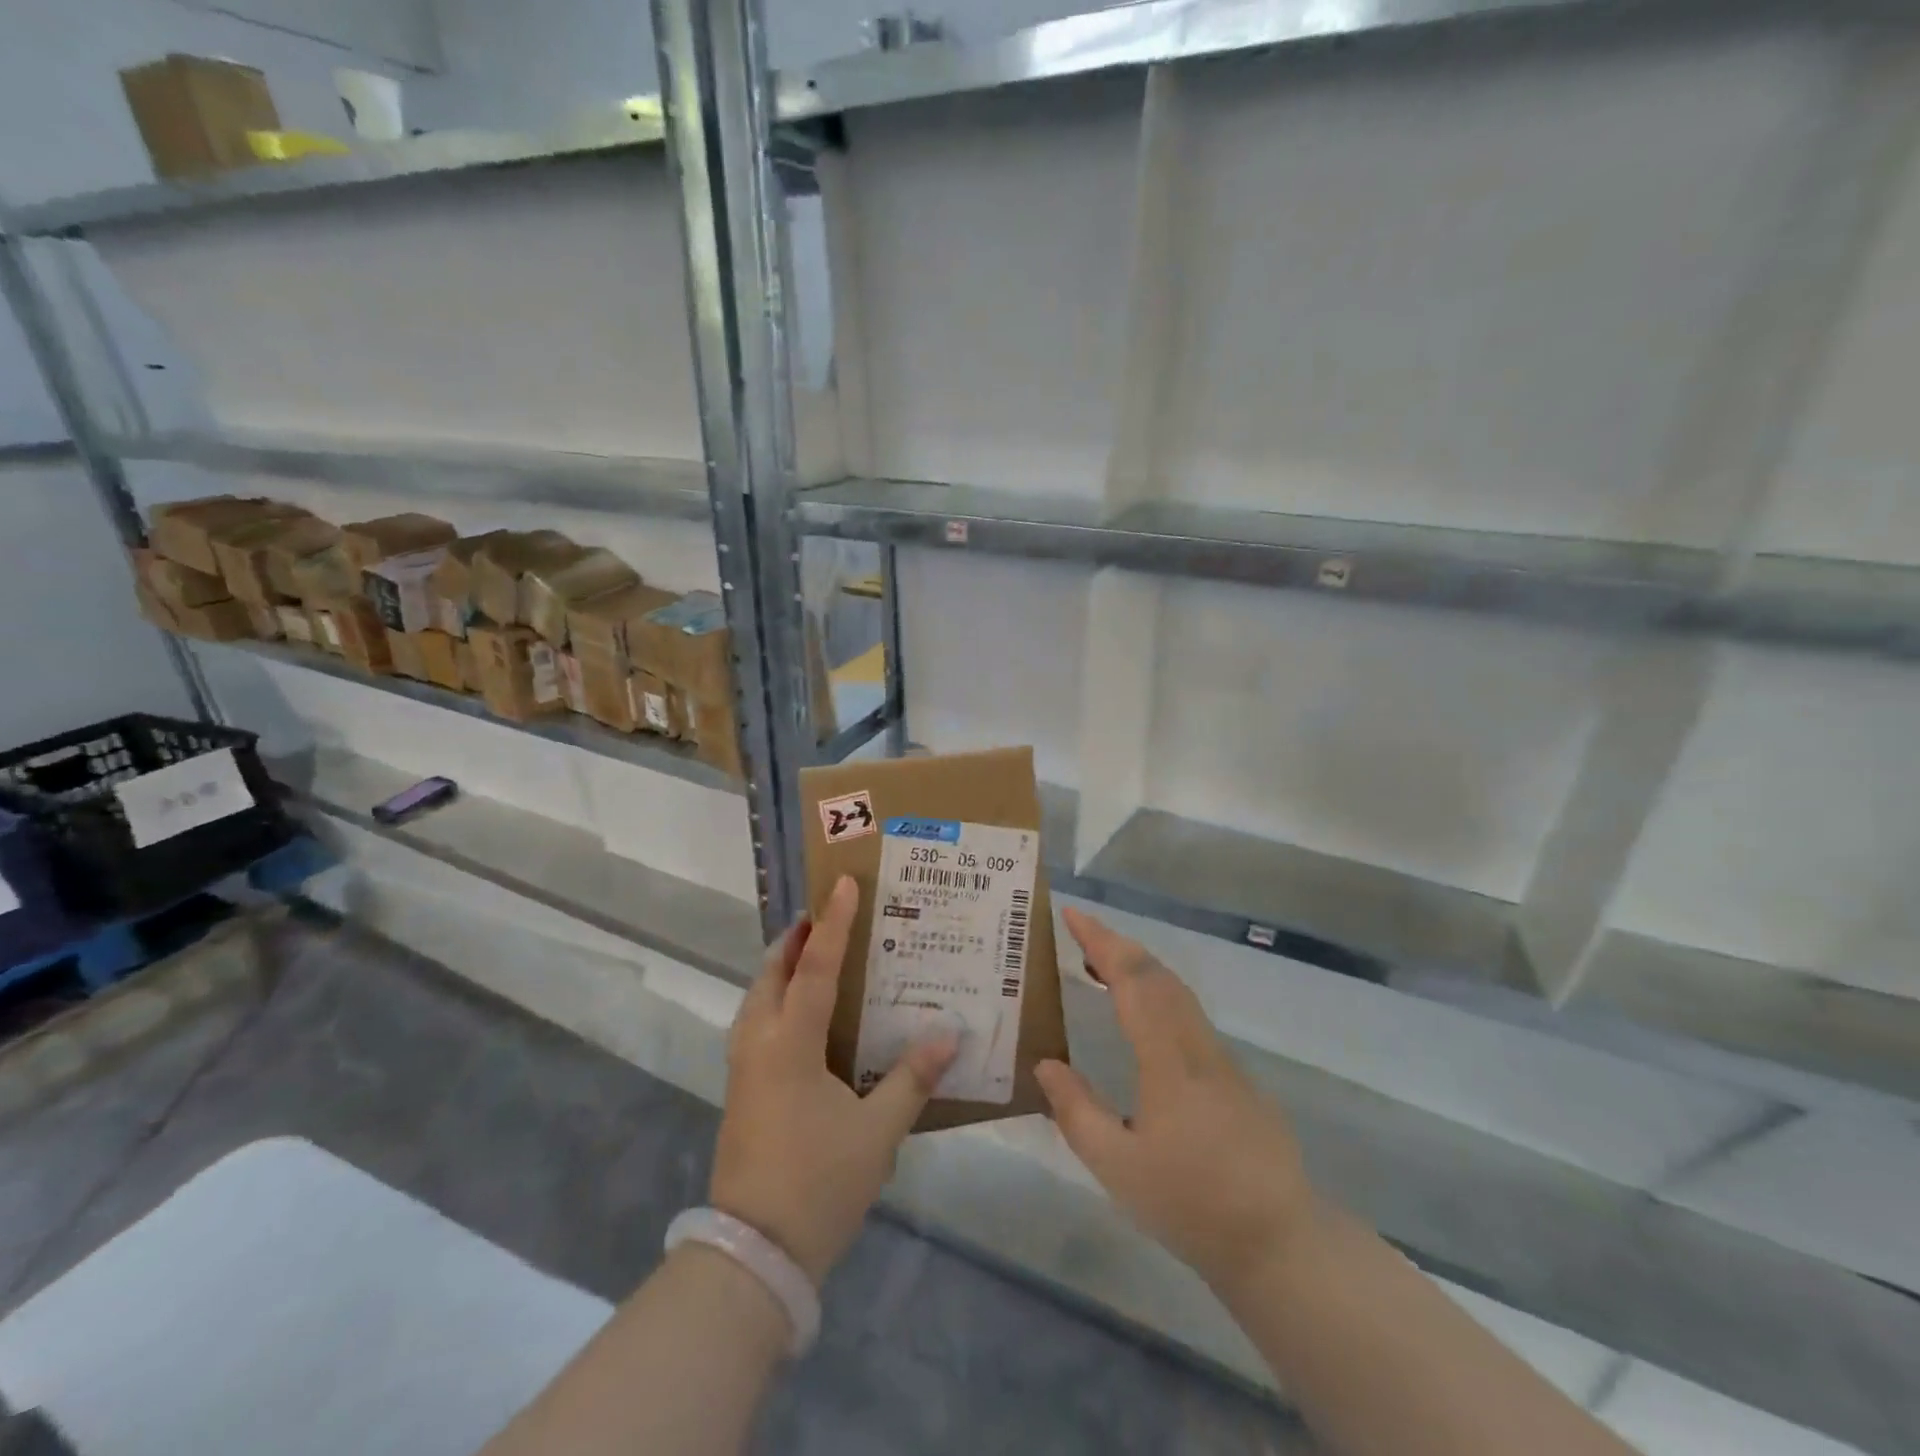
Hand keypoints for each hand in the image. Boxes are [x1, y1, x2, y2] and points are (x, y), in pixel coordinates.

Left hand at [709, 875, 958, 1285]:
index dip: (833, 925)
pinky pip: (757, 1024)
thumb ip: (912, 1078)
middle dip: (796, 940)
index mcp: (790, 1044)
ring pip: (758, 999)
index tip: (842, 884)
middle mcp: (758, 1044)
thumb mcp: (878, 1132)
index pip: (815, 968)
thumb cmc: (819, 1182)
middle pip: (772, 974)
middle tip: (827, 917)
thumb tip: (949, 1033)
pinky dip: (778, 1000)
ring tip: (816, 957)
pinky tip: (806, 1017)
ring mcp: (743, 1068)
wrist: (753, 1254)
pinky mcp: (741, 1091)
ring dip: (783, 969)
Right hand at [1034, 907, 1317, 1293]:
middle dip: (1117, 944)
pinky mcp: (1237, 1076)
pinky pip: (1189, 1015)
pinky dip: (1158, 995)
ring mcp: (1223, 1059)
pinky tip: (1141, 1019)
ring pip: (1178, 992)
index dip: (1101, 941)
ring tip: (1100, 968)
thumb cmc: (1191, 1204)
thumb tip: (1046, 1063)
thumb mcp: (1117, 1167)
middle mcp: (1198, 1045)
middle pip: (1158, 975)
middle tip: (1079, 933)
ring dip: (1138, 968)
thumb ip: (1076, 1111)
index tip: (1072, 914)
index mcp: (1168, 1059)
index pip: (1133, 979)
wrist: (1280, 1243)